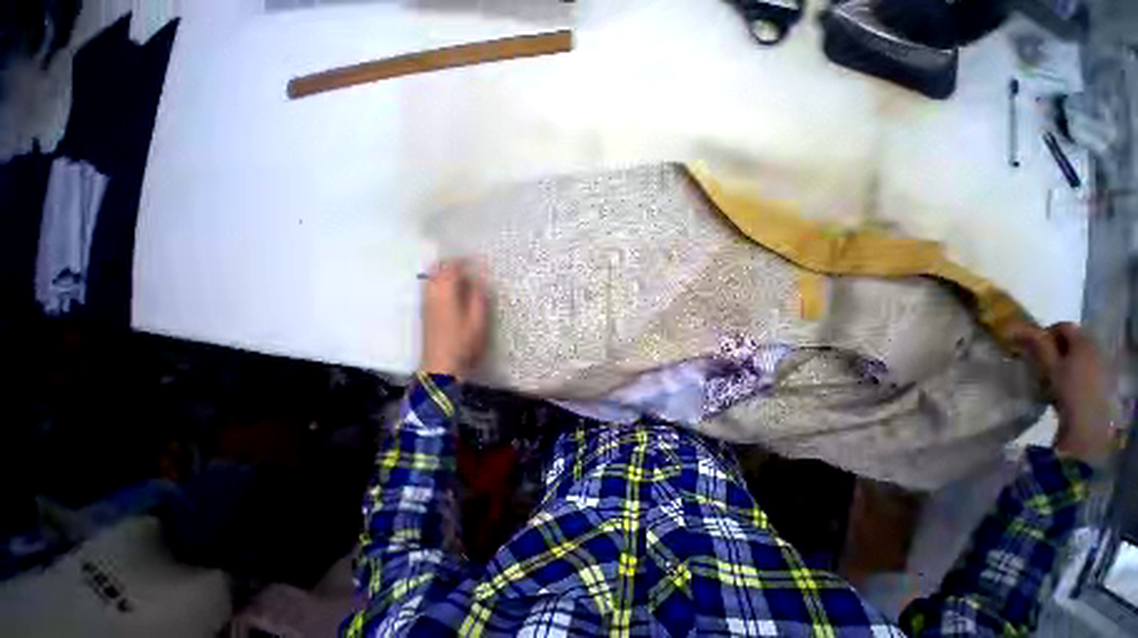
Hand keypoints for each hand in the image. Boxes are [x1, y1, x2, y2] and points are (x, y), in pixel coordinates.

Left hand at [420, 260, 488, 378]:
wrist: (440, 366)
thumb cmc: (463, 343)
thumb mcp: (478, 320)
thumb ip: (478, 297)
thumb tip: (479, 279)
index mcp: (445, 293)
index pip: (451, 267)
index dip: (463, 260)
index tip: (476, 259)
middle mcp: (431, 294)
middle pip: (436, 269)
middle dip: (450, 263)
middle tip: (467, 265)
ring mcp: (425, 303)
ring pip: (431, 278)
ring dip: (444, 272)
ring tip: (460, 275)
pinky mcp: (424, 311)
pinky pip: (429, 288)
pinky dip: (439, 282)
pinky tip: (451, 291)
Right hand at [1011, 322, 1115, 463]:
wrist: (1089, 420)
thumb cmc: (1066, 389)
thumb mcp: (1048, 366)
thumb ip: (1037, 345)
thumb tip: (1018, 327)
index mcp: (1083, 341)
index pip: (1064, 325)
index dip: (1047, 332)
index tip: (1036, 347)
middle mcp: (1097, 346)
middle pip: (1076, 337)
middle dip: (1059, 345)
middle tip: (1045, 361)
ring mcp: (1105, 362)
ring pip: (1083, 351)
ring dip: (1069, 356)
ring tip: (1057, 373)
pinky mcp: (1107, 376)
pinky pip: (1091, 363)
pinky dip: (1079, 367)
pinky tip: (1072, 382)